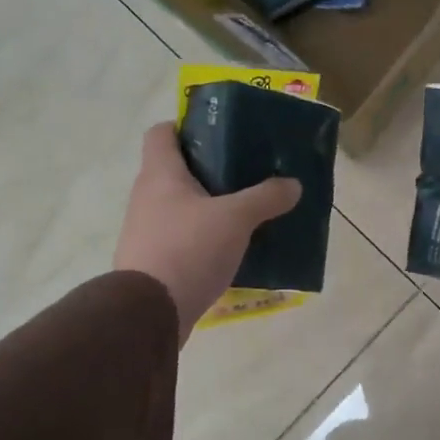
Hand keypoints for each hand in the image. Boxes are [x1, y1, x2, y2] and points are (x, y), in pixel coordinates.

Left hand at [113, 122, 300, 338]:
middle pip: (176, 170)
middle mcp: (146, 197)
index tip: (219, 133)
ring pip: (181, 207)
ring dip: (209, 207)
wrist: (149, 313)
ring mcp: (146, 231)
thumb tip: (293, 184)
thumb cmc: (188, 249)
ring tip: (245, 213)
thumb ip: (266, 197)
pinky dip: (204, 238)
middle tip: (246, 173)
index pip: (162, 132)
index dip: (187, 126)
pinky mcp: (153, 262)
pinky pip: (182, 238)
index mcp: (160, 174)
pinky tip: (231, 249)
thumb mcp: (236, 218)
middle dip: (210, 170)